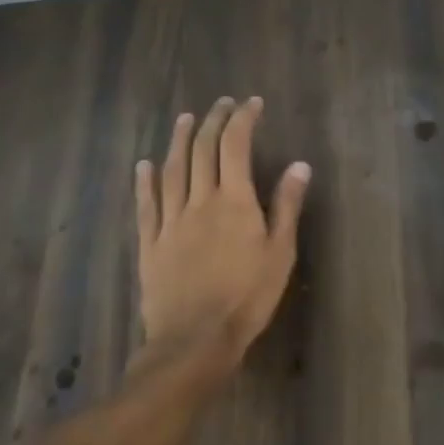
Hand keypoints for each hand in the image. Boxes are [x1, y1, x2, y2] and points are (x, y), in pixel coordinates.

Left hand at [135, 96, 311, 375]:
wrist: (194, 341)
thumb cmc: (247, 297)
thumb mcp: (280, 253)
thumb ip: (287, 206)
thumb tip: (299, 165)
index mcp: (233, 201)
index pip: (235, 146)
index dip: (242, 119)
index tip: (251, 103)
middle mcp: (199, 201)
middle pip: (202, 150)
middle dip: (213, 121)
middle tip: (222, 104)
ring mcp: (170, 221)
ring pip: (172, 170)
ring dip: (179, 140)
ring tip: (185, 119)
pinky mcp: (150, 244)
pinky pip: (146, 205)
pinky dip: (145, 181)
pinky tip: (143, 165)